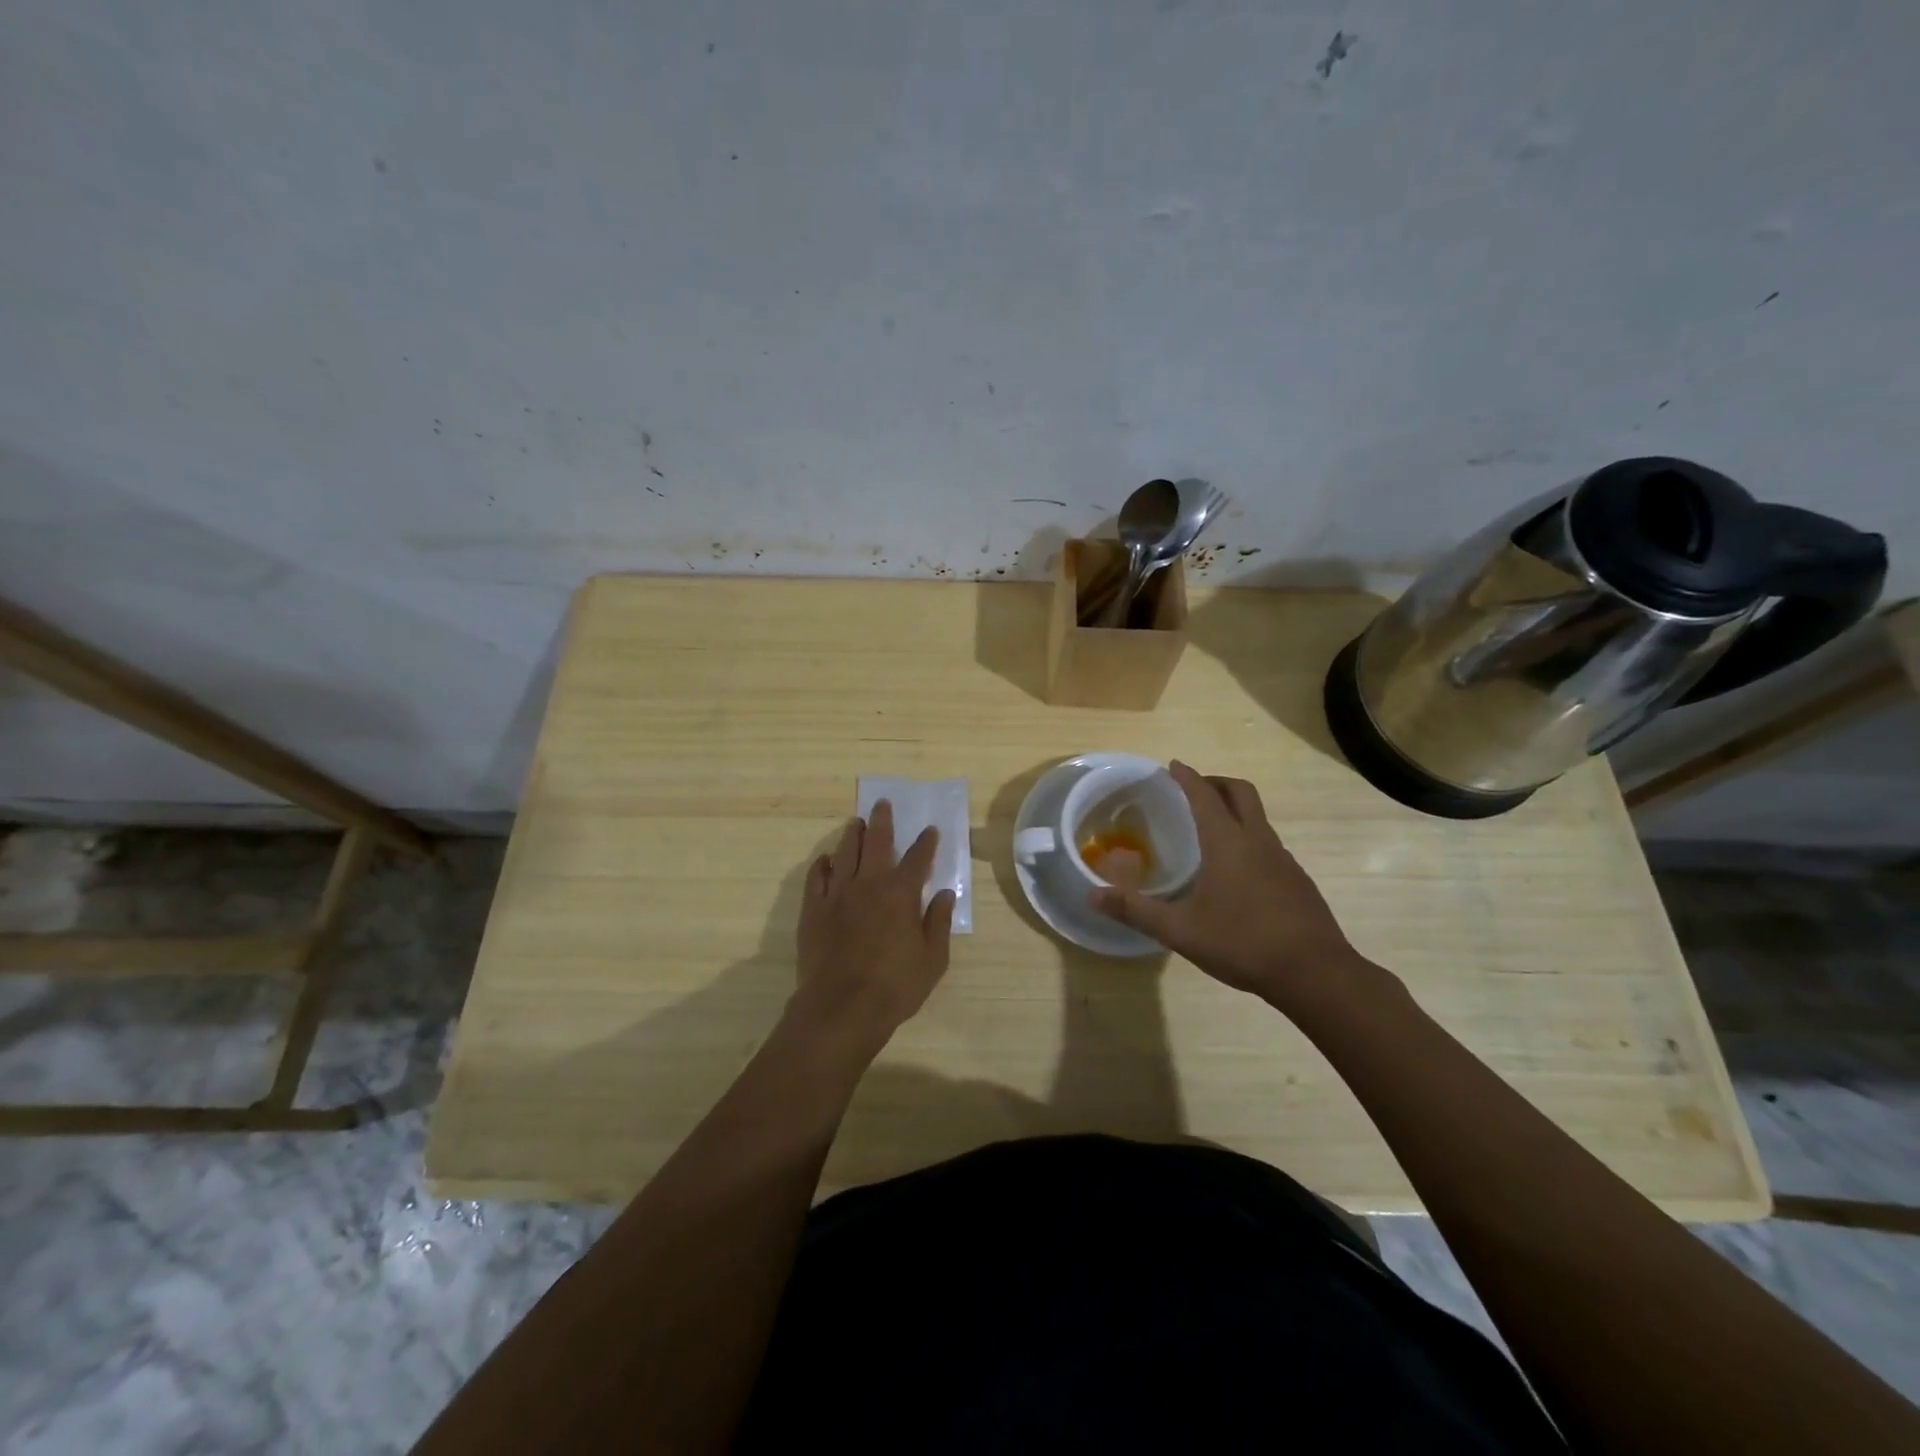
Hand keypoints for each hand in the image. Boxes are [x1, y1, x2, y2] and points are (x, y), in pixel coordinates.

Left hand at [790, 800, 955, 1054]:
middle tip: (882, 804)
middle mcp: (868, 884)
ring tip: (856, 822)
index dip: (926, 843)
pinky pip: (816, 878)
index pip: (918, 858)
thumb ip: (939, 922)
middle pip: (876, 842)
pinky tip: (826, 860)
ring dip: (851, 835)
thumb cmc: (895, 986)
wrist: (841, 1008)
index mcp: (901, 893)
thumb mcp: (933, 959)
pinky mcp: (813, 910)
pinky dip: (822, 865)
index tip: (930, 830)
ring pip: (844, 853)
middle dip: (882, 821)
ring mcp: (837, 894)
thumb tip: (946, 894)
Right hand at [1090, 762, 1364, 1011]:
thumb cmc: (1243, 943)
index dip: (1187, 777)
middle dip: (1215, 783)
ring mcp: (1283, 860)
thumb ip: (1136, 910)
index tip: (1172, 765)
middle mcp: (1258, 841)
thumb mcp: (1180, 931)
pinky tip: (1237, 873)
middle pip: (1240, 793)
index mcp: (1228, 842)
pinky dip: (1249, 839)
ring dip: (1234, 811)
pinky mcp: (1297, 880)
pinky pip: (1268, 844)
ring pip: (1258, 818)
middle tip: (1193, 790)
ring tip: (1210, 831)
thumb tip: (1092, 896)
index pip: (1204, 795)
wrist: (1316, 974)